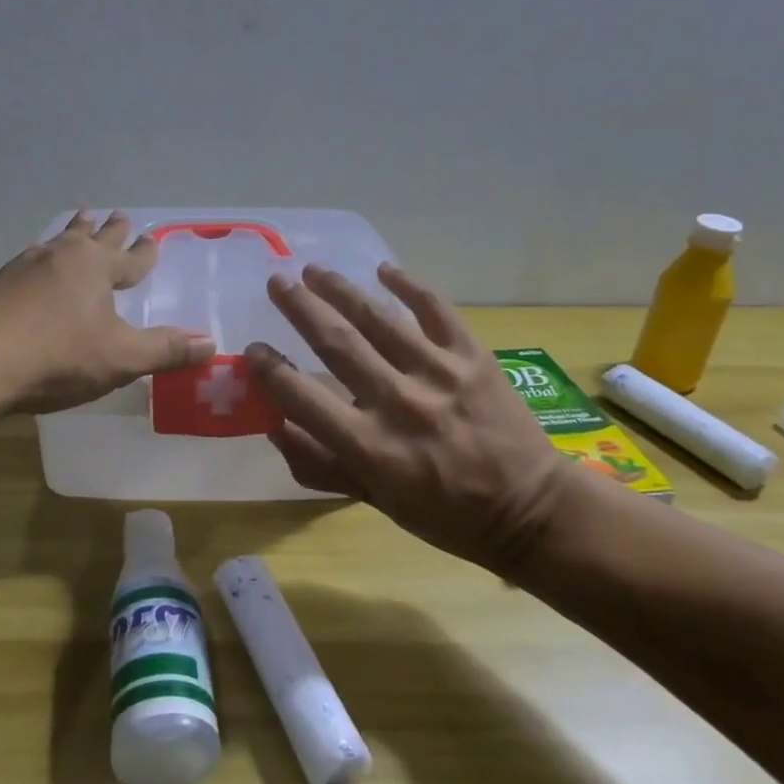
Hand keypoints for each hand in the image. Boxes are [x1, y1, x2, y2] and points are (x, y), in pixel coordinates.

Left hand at [0, 211, 215, 414]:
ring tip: (76, 223)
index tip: (153, 239)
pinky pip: (29, 263)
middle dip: (108, 230)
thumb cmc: (57, 356)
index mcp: (95, 267)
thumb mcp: (120, 357)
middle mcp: (60, 257)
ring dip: (71, 233)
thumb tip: (212, 344)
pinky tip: (33, 268)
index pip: (130, 258)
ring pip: (56, 243)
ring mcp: (23, 268)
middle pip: (91, 238)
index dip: (144, 253)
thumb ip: (165, 350)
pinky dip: (41, 260)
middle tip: (117, 214)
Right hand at [245, 263, 573, 577]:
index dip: (270, 370)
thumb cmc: (444, 513)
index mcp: (369, 447)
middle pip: (337, 343)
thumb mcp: (374, 501)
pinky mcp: (473, 357)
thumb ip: (320, 465)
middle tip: (277, 283)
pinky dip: (409, 286)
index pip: (302, 397)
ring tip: (314, 270)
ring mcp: (439, 374)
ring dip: (341, 290)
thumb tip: (274, 426)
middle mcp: (398, 403)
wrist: (529, 509)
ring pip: (378, 319)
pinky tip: (383, 269)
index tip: (253, 349)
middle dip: (300, 308)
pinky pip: (436, 310)